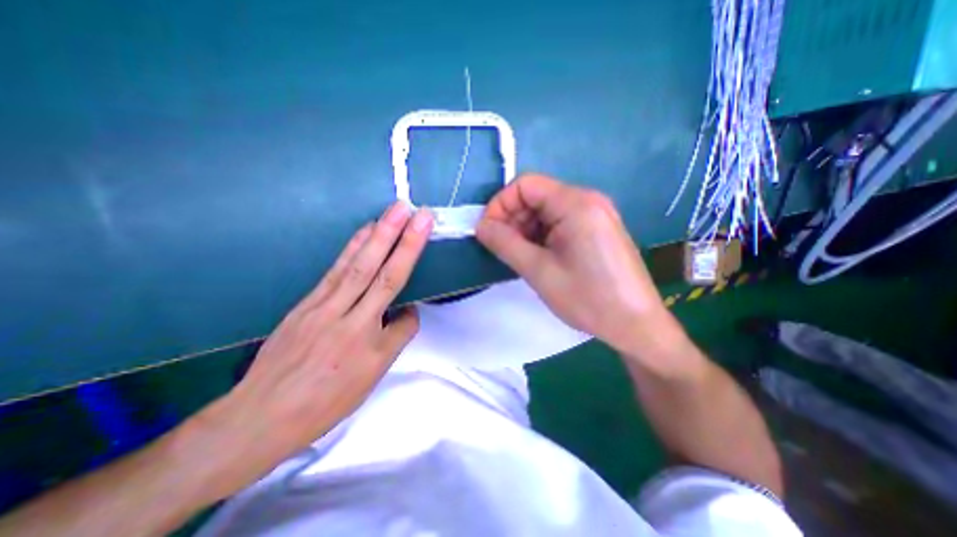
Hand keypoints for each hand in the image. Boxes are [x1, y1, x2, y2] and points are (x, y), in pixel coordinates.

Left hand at [189, 202, 433, 498]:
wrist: (261, 415)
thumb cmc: (323, 402)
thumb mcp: (368, 380)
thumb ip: (393, 341)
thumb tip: (406, 313)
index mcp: (368, 346)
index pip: (405, 319)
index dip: (415, 311)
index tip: (417, 307)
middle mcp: (349, 320)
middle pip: (382, 275)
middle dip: (403, 242)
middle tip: (418, 214)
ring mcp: (324, 306)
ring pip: (358, 266)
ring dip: (379, 235)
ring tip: (394, 211)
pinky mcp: (307, 301)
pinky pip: (336, 269)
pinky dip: (353, 247)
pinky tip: (364, 232)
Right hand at [473, 174, 666, 354]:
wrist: (635, 325)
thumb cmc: (587, 298)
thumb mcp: (538, 270)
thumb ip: (505, 243)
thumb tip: (480, 226)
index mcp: (576, 203)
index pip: (525, 185)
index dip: (500, 204)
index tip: (488, 232)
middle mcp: (587, 200)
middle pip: (536, 197)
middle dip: (512, 219)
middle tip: (502, 249)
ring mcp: (595, 215)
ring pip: (546, 212)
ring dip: (525, 230)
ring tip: (519, 257)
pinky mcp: (596, 230)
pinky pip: (560, 223)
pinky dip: (541, 236)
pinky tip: (538, 257)